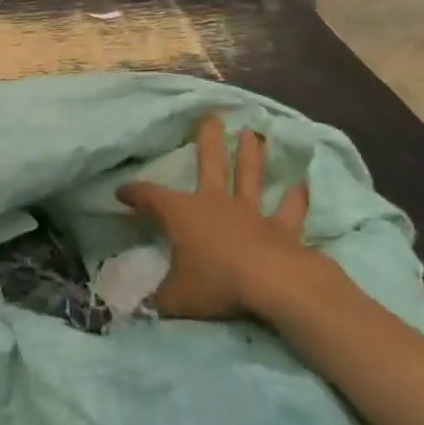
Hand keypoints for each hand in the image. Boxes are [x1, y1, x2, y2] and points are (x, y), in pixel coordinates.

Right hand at [116, 116, 315, 320]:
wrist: (271, 283)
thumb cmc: (215, 282)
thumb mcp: (175, 298)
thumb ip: (156, 299)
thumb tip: (135, 306)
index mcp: (182, 214)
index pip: (150, 197)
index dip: (134, 193)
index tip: (122, 192)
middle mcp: (215, 204)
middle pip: (210, 164)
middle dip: (208, 140)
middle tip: (211, 117)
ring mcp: (250, 213)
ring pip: (249, 177)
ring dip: (251, 155)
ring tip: (252, 134)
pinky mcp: (281, 229)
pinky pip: (289, 211)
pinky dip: (296, 198)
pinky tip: (302, 182)